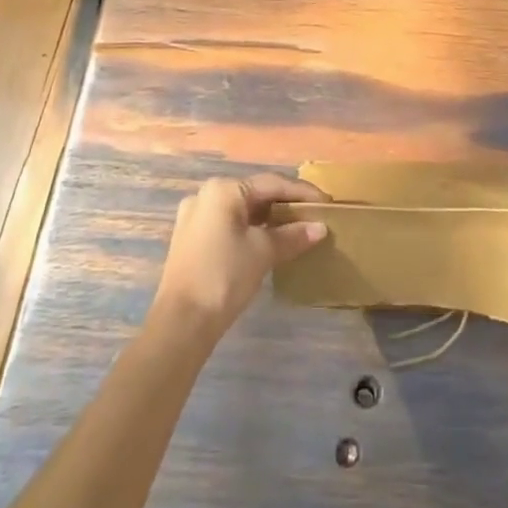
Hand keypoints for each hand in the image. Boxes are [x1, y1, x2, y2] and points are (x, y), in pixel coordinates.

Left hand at [150, 173, 327, 344]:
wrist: (181, 324)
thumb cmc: (224, 276)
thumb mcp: (263, 252)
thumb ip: (293, 236)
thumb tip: (320, 228)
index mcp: (224, 189)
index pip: (272, 184)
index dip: (302, 193)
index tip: (327, 203)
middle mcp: (206, 195)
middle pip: (255, 194)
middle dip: (285, 205)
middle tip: (313, 216)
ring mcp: (195, 217)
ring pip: (242, 210)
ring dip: (269, 219)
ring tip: (296, 228)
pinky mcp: (191, 239)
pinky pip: (229, 224)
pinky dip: (251, 229)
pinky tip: (268, 241)